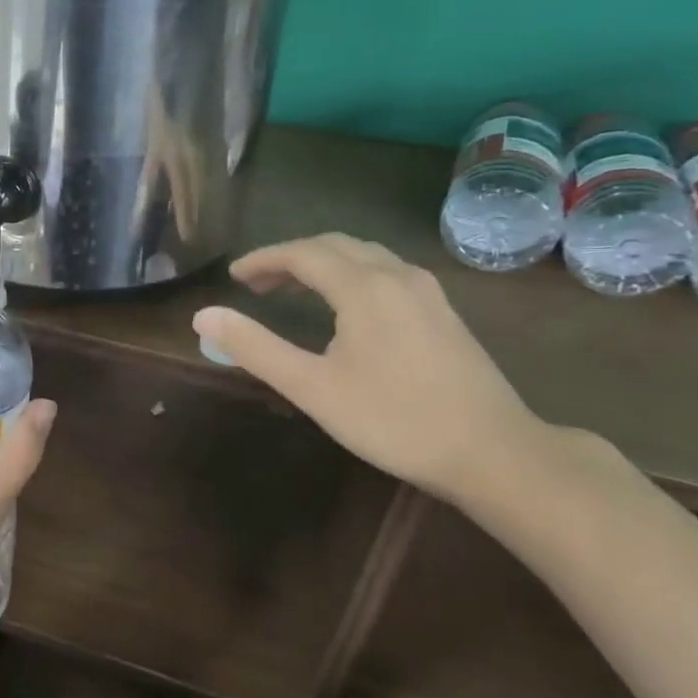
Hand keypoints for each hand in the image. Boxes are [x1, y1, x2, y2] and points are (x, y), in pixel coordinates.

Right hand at [192, 234, 542, 501]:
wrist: (493, 451)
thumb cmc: (393, 420)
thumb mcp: (312, 388)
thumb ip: (256, 348)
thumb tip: (204, 316)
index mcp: (364, 287)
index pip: (303, 253)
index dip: (264, 259)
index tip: (233, 276)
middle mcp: (397, 275)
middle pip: (335, 245)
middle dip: (291, 257)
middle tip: (256, 282)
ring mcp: (428, 292)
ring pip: (366, 256)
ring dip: (323, 263)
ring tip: (293, 288)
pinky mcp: (444, 312)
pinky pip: (387, 272)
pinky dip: (352, 274)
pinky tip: (347, 306)